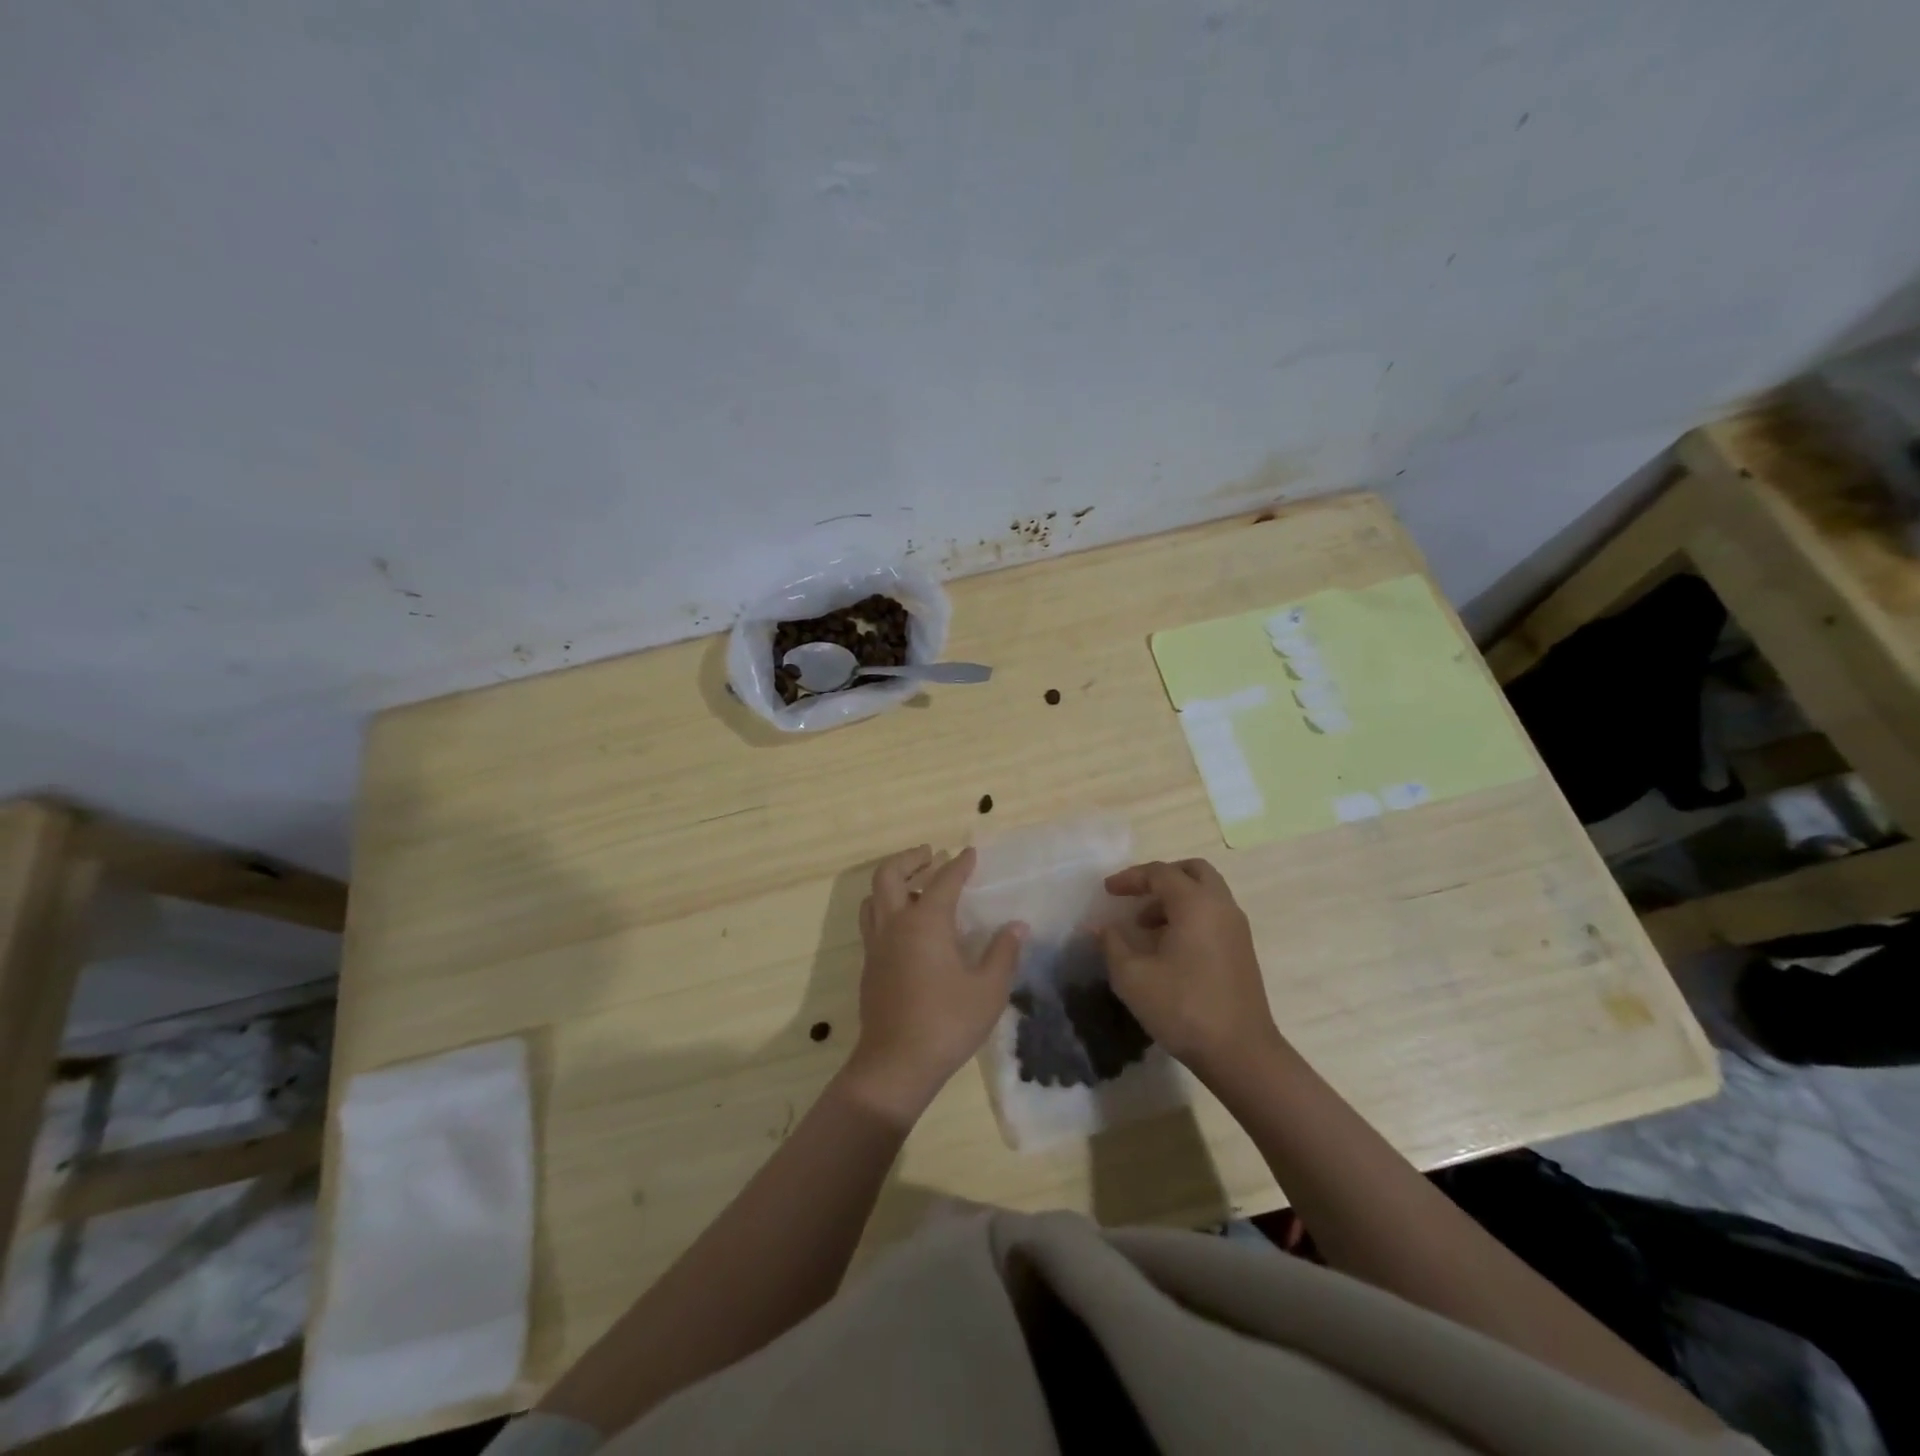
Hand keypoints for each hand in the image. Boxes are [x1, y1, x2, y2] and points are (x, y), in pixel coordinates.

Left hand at [841, 845, 1025, 1125]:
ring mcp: (877, 946)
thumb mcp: (988, 989)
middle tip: (930, 855)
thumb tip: (1016, 926)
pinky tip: (907, 927)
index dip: (959, 864)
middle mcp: (895, 924)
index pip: (944, 880)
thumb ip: (1003, 952)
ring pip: (873, 897)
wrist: (895, 1064)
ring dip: (893, 882)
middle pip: (889, 875)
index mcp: (926, 922)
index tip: (970, 853)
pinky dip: (887, 908)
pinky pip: (872, 921)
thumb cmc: (947, 1023)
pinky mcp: (869, 966)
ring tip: (915, 885)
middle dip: (910, 858)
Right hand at [1100, 859, 1284, 1082]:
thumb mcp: (1132, 977)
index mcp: (1196, 904)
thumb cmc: (1183, 1008)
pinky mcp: (1242, 951)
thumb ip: (1111, 944)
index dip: (1130, 878)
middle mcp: (1221, 907)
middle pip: (1193, 871)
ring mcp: (1237, 929)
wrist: (1240, 1053)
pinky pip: (1214, 915)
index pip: (1160, 873)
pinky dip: (1190, 916)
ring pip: (1206, 893)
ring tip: (1146, 926)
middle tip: (1136, 895)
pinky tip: (1168, 947)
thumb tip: (1098, 927)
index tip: (1107, 892)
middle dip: (1161, 877)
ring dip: (1175, 899)